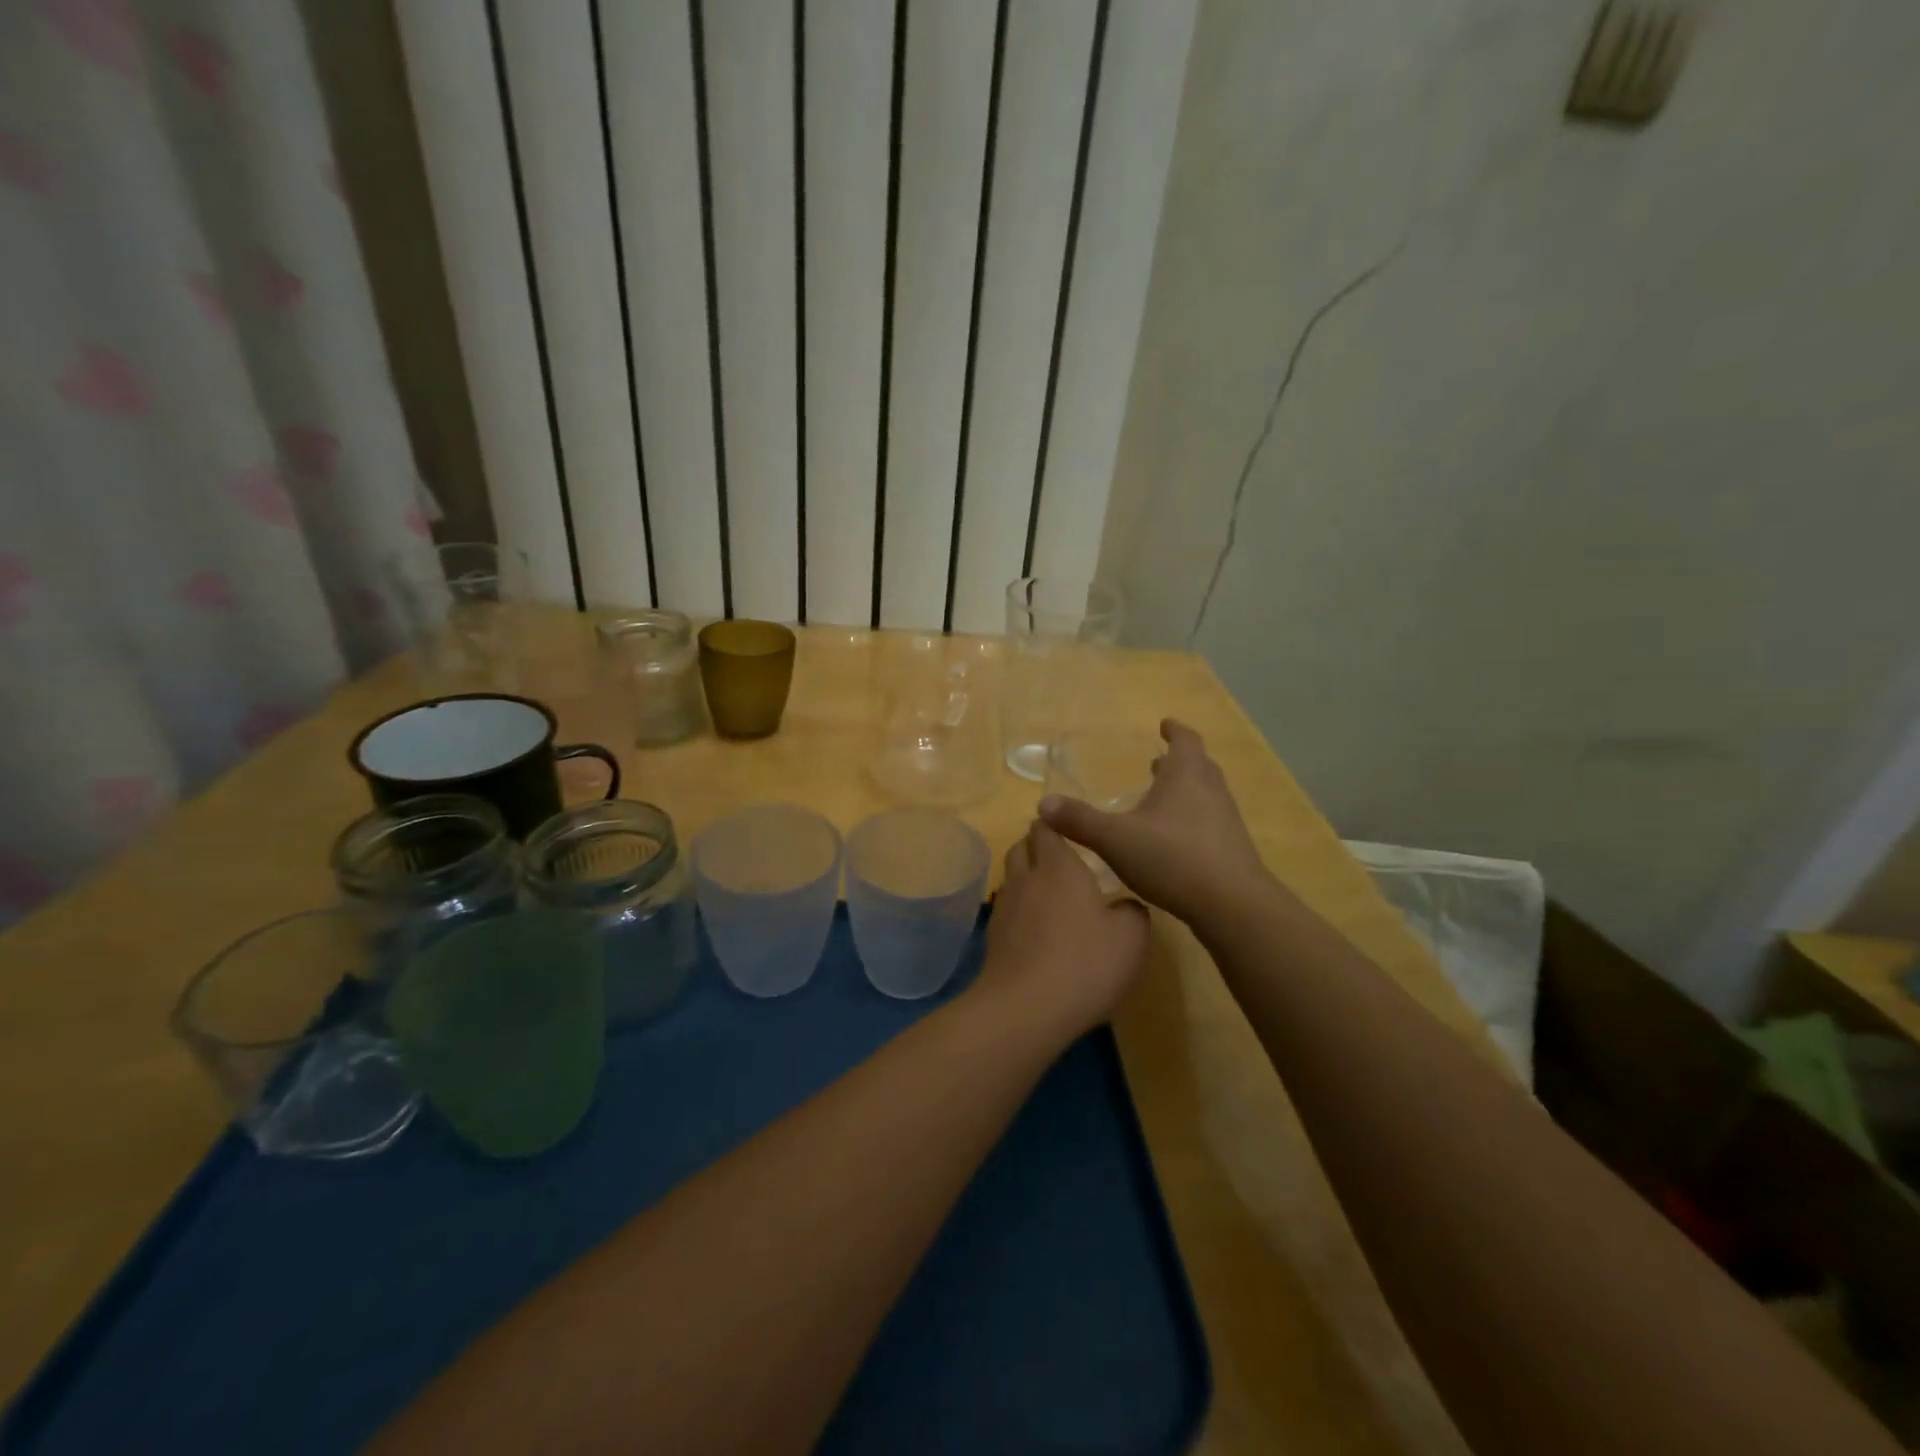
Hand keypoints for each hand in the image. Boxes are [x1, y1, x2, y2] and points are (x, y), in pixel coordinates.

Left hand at [975, 821, 1149, 1038]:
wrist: (1025, 1009)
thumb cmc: (1085, 963)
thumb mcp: (1131, 937)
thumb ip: (1132, 912)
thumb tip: (1125, 906)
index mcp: (1058, 867)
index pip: (1047, 828)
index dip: (1055, 825)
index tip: (1070, 830)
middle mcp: (1026, 878)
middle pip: (1021, 847)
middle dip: (1036, 846)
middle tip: (1060, 859)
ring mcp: (1004, 908)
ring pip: (1011, 878)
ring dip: (1026, 878)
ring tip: (1049, 894)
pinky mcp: (992, 938)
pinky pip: (1007, 910)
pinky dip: (1020, 910)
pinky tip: (1037, 930)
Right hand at [1039, 719, 1270, 925]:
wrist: (1232, 905)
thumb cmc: (1172, 858)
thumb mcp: (1115, 839)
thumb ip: (1079, 821)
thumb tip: (1043, 804)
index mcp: (1186, 776)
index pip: (1185, 740)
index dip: (1174, 731)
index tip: (1165, 724)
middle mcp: (1211, 791)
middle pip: (1198, 766)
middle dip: (1178, 761)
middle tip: (1158, 762)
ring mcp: (1226, 821)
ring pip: (1206, 795)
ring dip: (1186, 791)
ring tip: (1162, 799)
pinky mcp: (1232, 850)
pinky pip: (1209, 823)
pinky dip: (1191, 820)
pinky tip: (1172, 841)